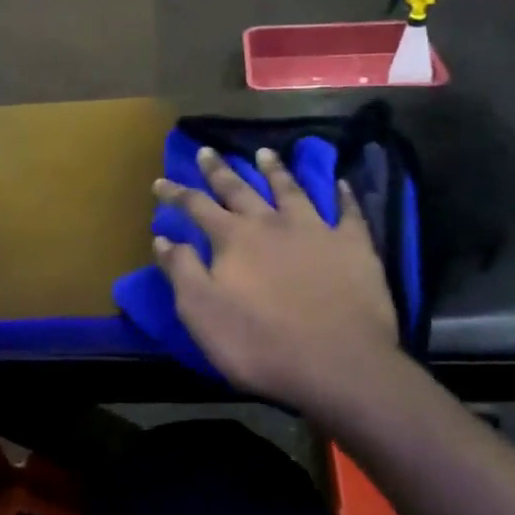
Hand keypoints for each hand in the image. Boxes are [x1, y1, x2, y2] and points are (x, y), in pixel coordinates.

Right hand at [153, 147, 401, 414]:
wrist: (338, 363)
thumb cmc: (261, 344)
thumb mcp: (203, 314)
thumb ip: (182, 271)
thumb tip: (163, 238)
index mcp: (234, 239)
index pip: (197, 207)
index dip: (176, 194)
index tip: (160, 181)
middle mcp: (272, 224)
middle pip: (240, 189)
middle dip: (220, 170)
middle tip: (208, 150)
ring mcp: (316, 230)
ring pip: (291, 190)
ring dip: (275, 170)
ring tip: (265, 152)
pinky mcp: (354, 245)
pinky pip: (348, 212)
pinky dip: (343, 195)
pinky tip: (340, 183)